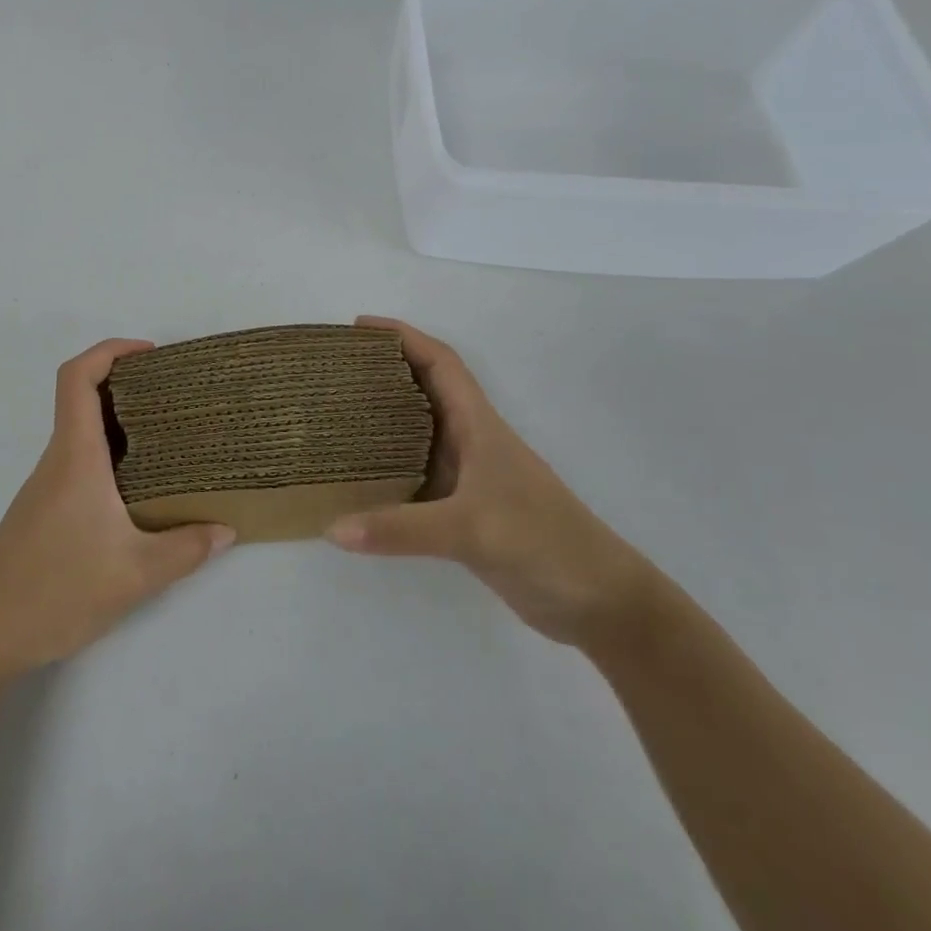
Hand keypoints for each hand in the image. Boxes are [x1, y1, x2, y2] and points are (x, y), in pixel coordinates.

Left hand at [0, 339, 235, 679]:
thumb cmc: (55, 592)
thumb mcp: (135, 575)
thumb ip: (186, 550)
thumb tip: (226, 531)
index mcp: (75, 458)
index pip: (78, 378)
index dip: (110, 350)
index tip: (150, 354)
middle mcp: (57, 461)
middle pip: (82, 399)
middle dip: (127, 385)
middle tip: (175, 396)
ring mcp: (45, 487)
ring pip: (82, 435)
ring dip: (119, 424)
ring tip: (168, 440)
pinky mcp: (42, 512)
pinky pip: (78, 464)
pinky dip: (109, 457)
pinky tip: (136, 490)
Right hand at [328, 317, 654, 646]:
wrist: (599, 602)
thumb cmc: (543, 542)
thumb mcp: (470, 530)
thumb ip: (400, 529)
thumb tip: (331, 527)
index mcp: (478, 425)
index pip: (440, 362)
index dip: (402, 336)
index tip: (358, 328)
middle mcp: (471, 442)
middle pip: (423, 390)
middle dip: (382, 371)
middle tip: (334, 371)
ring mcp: (469, 477)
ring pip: (416, 434)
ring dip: (380, 419)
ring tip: (335, 416)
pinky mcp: (464, 510)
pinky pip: (414, 476)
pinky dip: (385, 470)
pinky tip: (357, 481)